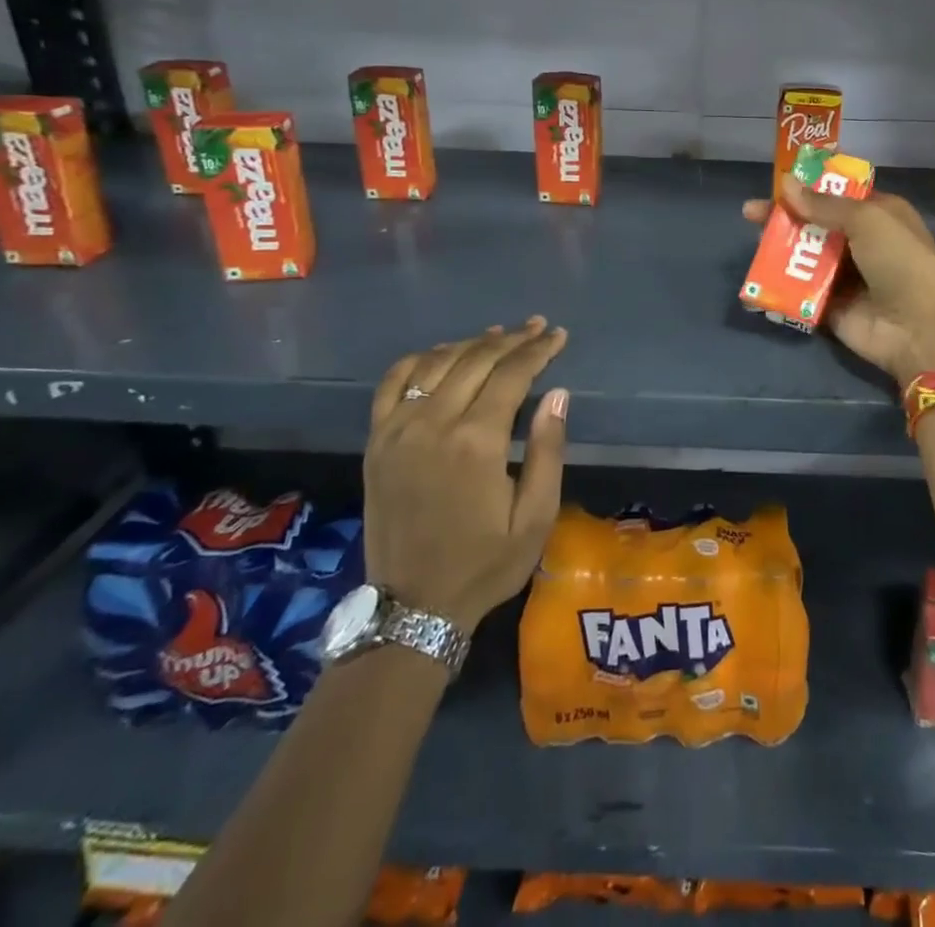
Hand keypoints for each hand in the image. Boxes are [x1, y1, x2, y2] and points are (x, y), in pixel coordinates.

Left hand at [364, 318, 569, 631]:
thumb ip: (547, 450)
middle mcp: (433, 423)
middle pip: (476, 360)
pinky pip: (393, 383)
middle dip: (511, 339)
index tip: (558, 335)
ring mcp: (398, 430)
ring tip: (499, 334)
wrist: (413, 607)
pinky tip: (441, 355)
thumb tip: (558, 394)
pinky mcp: (376, 441)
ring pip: (437, 364)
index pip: (512, 374)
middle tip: (537, 327)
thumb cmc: (485, 563)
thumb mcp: (535, 516)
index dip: (538, 350)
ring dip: (471, 343)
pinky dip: (420, 360)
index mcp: (476, 441)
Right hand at [743, 177, 934, 387]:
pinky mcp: (831, 308)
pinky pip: (801, 292)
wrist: (920, 331)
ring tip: (754, 243)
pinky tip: (757, 277)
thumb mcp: (868, 220)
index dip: (809, 189)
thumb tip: (786, 183)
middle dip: (786, 218)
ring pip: (806, 258)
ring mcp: (847, 278)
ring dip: (780, 250)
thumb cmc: (902, 262)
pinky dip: (781, 286)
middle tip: (750, 214)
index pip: (839, 196)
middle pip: (817, 225)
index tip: (777, 185)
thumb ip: (825, 204)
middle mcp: (864, 244)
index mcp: (880, 216)